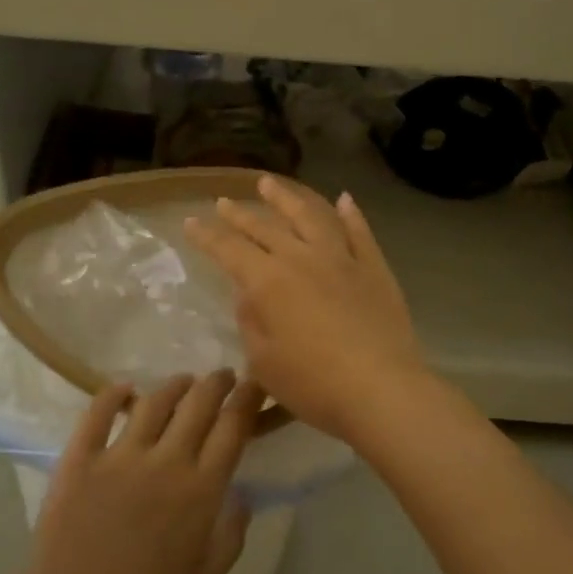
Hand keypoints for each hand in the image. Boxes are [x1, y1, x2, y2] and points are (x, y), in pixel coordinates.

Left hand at [6, 372, 260, 573]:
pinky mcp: (79, 460)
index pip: (232, 429)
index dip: (247, 401)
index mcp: (200, 492)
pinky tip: (124, 388)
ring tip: (184, 381)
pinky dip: (113, 394)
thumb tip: (242, 496)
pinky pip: (97, 414)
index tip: (254, 385)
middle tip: (223, 376)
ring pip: (153, 402)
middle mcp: (165, 462)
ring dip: (174, 385)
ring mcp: (119, 457)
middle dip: (216, 383)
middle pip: (198, 405)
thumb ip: (231, 535)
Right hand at [186, 176, 429, 445]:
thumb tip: (248, 295)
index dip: (207, 236)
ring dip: (286, 199)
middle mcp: (301, 259)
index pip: (229, 250)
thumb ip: (251, 322)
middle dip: (240, 215)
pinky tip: (343, 200)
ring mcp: (341, 259)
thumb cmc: (314, 384)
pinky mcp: (373, 268)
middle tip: (224, 202)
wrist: (382, 390)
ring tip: (269, 183)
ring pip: (310, 217)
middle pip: (265, 228)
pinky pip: (358, 232)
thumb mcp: (264, 362)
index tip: (191, 222)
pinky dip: (349, 214)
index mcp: (268, 281)